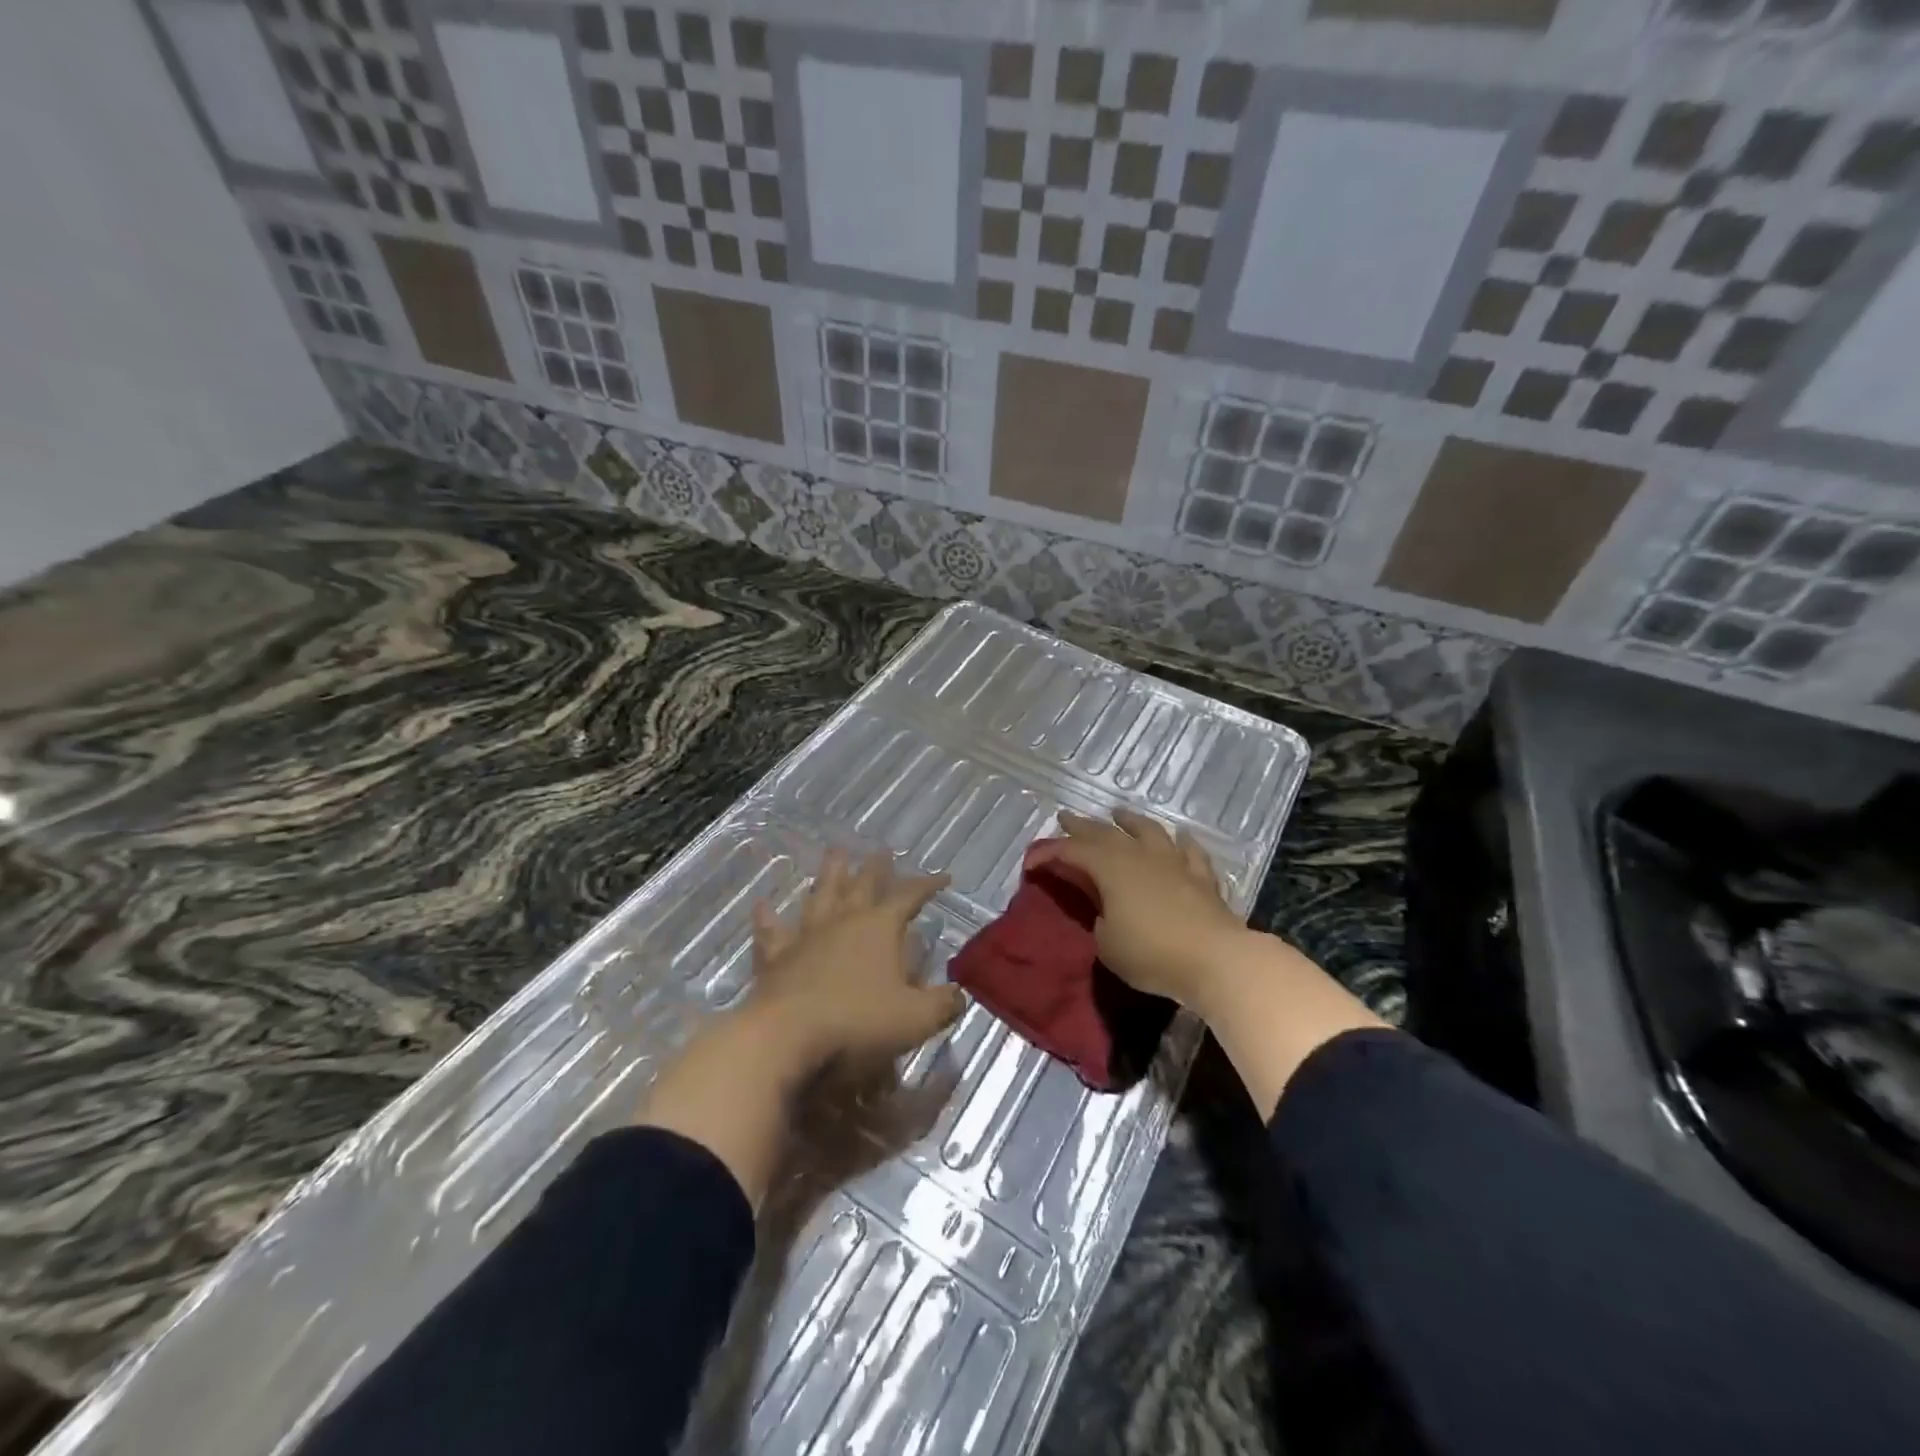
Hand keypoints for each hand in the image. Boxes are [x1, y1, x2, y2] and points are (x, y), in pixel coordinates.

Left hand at [748, 849, 966, 1070]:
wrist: (785, 1039)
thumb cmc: (857, 1023)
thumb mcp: (916, 1019)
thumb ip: (942, 1004)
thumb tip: (960, 993)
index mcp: (879, 928)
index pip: (909, 897)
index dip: (927, 885)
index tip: (944, 877)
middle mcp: (843, 922)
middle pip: (862, 885)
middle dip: (876, 868)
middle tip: (881, 850)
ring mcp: (806, 936)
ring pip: (820, 895)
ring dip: (829, 874)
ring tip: (835, 853)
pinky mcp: (776, 958)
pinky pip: (771, 931)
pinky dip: (768, 917)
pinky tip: (763, 904)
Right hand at [1028, 808, 1249, 1013]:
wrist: (1215, 959)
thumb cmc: (1151, 953)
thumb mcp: (1107, 944)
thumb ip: (1099, 920)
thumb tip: (1107, 911)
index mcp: (1110, 867)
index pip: (1071, 852)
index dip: (1048, 853)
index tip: (1030, 862)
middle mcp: (1140, 855)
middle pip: (1105, 833)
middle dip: (1081, 826)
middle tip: (1065, 818)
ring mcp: (1174, 862)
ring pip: (1148, 830)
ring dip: (1130, 821)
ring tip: (1119, 814)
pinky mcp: (1201, 877)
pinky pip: (1189, 851)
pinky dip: (1180, 842)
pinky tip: (1179, 837)